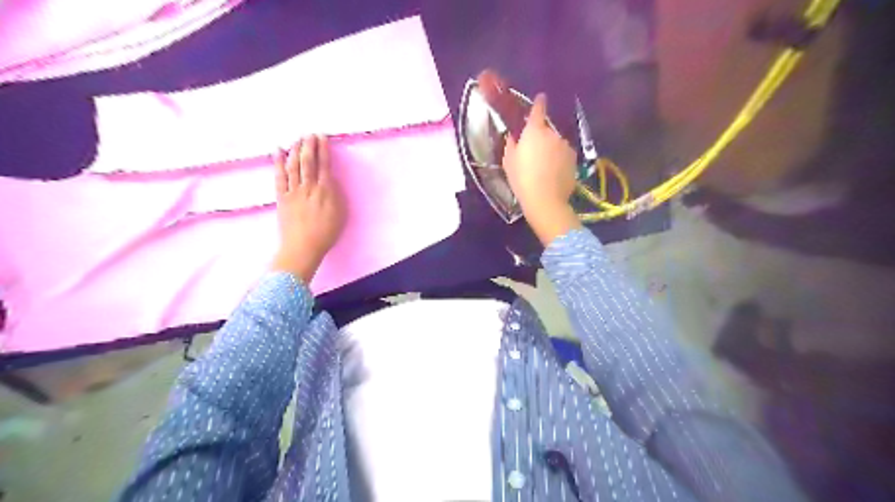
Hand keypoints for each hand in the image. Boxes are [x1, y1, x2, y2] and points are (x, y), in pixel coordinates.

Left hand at [270, 136, 344, 284]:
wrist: (303, 247)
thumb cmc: (326, 233)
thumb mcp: (340, 214)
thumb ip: (336, 194)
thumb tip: (331, 180)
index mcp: (325, 191)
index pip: (324, 165)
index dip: (323, 149)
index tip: (322, 137)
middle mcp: (309, 187)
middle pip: (308, 161)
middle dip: (309, 145)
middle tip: (309, 133)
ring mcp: (293, 191)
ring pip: (294, 165)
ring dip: (295, 150)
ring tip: (297, 139)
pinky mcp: (282, 197)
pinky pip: (279, 176)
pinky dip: (278, 162)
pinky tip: (278, 151)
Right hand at [501, 91, 580, 243]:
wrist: (545, 199)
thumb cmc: (522, 179)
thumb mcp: (509, 162)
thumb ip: (511, 144)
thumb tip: (514, 136)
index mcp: (534, 131)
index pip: (538, 109)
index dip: (539, 102)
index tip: (541, 98)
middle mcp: (553, 134)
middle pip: (547, 130)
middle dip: (541, 137)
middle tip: (533, 152)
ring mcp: (566, 146)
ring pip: (556, 143)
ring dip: (551, 149)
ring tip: (544, 166)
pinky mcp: (574, 159)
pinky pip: (564, 155)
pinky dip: (559, 160)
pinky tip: (553, 173)